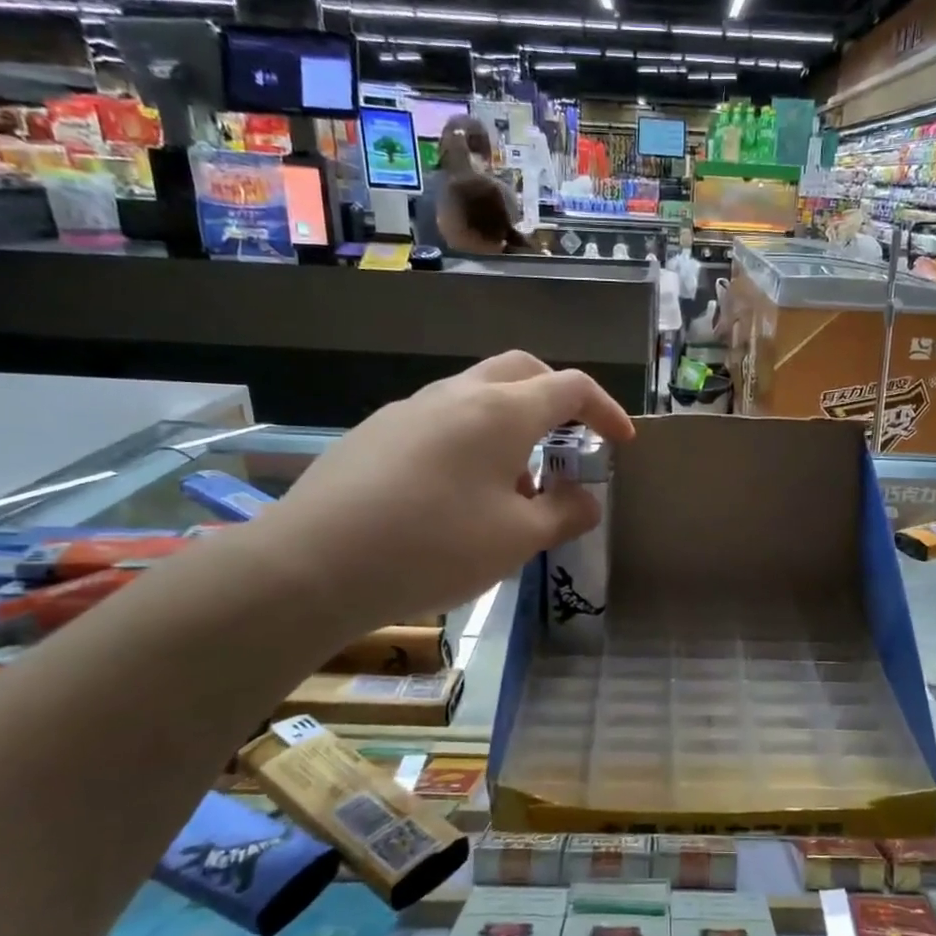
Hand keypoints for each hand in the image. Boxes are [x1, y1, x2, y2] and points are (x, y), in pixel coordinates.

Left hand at [256, 352, 634, 627]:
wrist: (313, 564)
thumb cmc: (434, 547)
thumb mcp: (516, 539)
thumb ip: (564, 513)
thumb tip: (586, 500)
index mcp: (502, 411)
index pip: (571, 387)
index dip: (606, 411)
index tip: (622, 443)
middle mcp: (458, 394)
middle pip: (522, 371)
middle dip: (557, 399)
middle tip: (572, 443)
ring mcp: (411, 409)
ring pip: (478, 394)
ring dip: (512, 423)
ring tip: (516, 485)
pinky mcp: (377, 432)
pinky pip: (441, 419)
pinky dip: (472, 439)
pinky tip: (459, 494)